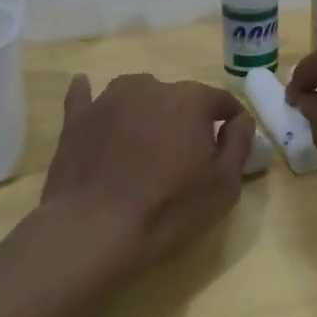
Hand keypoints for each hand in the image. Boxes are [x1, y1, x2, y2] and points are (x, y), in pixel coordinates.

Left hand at [41, 74, 253, 269]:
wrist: (95, 230)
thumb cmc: (170, 208)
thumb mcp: (225, 184)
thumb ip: (239, 143)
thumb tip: (240, 120)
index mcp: (191, 99)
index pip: (222, 101)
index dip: (231, 121)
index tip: (230, 144)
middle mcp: (150, 86)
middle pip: (179, 98)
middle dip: (186, 120)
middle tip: (184, 156)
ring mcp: (108, 99)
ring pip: (138, 95)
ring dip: (146, 111)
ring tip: (143, 144)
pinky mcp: (76, 118)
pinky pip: (85, 96)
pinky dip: (91, 97)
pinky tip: (87, 93)